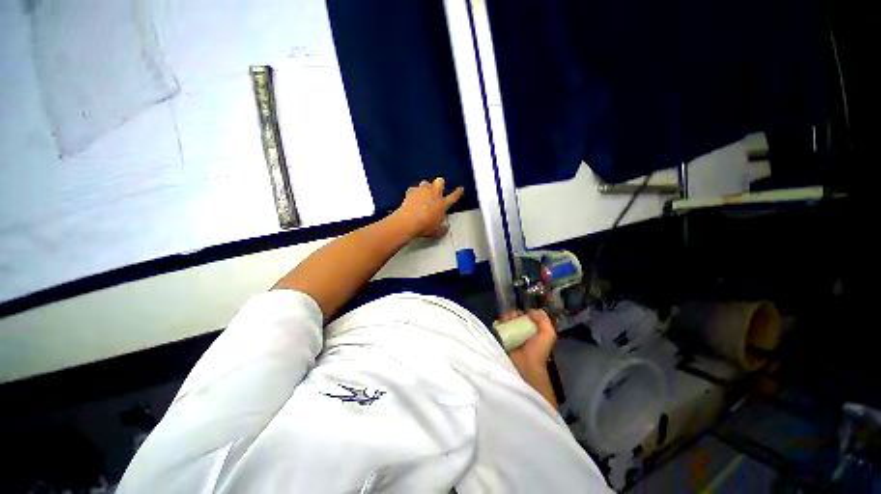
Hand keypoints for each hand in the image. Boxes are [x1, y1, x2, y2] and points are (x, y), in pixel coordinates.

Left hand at [393, 177, 463, 237]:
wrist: (409, 222)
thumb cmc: (424, 226)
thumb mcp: (437, 231)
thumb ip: (442, 229)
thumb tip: (444, 228)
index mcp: (443, 204)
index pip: (454, 196)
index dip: (458, 192)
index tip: (460, 189)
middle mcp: (434, 194)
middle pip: (440, 182)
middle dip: (440, 183)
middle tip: (438, 187)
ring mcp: (422, 191)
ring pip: (426, 182)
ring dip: (426, 186)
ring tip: (424, 193)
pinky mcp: (411, 192)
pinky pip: (414, 189)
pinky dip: (414, 192)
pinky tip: (413, 197)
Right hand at [496, 309, 558, 406]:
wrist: (526, 367)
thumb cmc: (538, 351)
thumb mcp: (548, 334)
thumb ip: (543, 320)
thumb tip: (530, 310)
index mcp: (531, 330)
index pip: (524, 316)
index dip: (522, 312)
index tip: (521, 313)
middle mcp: (520, 332)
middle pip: (513, 318)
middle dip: (512, 314)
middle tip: (512, 317)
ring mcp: (509, 336)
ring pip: (504, 321)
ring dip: (504, 318)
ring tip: (506, 321)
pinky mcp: (500, 340)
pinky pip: (496, 328)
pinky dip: (496, 324)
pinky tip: (499, 324)